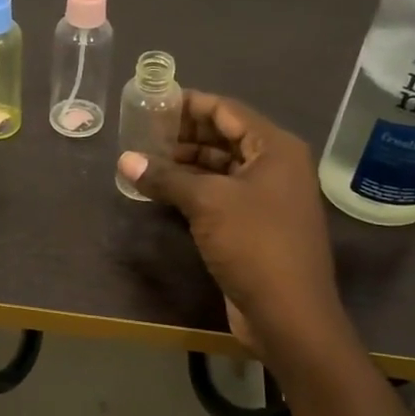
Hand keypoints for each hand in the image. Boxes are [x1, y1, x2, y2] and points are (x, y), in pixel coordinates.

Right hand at [118, 91, 346, 351]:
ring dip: (186, 163)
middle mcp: (275, 166)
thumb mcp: (207, 203)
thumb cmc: (254, 244)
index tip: (153, 101)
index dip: (190, 104)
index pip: (227, 110)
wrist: (289, 313)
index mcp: (275, 148)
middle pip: (224, 137)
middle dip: (184, 134)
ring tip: (146, 160)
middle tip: (143, 131)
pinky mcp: (255, 225)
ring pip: (221, 167)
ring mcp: (266, 197)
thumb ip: (166, 176)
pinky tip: (163, 191)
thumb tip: (125, 160)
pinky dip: (193, 189)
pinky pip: (220, 195)